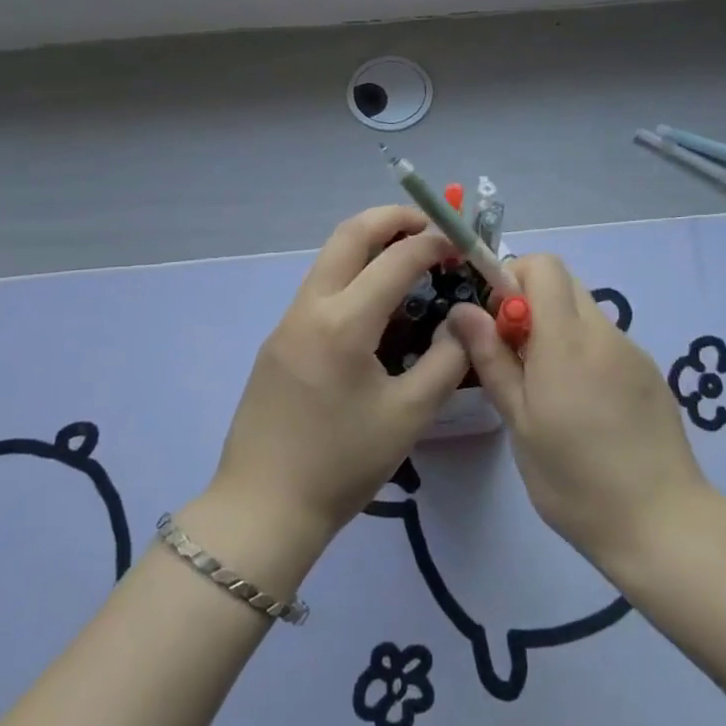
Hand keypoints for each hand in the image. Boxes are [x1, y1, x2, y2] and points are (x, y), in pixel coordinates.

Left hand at [206, 206, 470, 557]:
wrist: (263, 507)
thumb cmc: (342, 464)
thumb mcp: (409, 415)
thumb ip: (446, 360)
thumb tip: (463, 321)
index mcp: (344, 323)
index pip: (396, 259)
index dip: (434, 243)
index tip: (461, 244)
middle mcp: (310, 308)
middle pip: (349, 235)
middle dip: (392, 218)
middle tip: (430, 226)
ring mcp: (287, 322)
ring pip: (329, 258)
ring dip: (369, 244)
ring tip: (408, 260)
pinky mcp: (278, 340)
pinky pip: (319, 288)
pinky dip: (351, 275)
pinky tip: (376, 305)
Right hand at [449, 254, 710, 573]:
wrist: (662, 523)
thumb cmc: (575, 479)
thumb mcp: (520, 422)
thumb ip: (492, 359)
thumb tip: (463, 310)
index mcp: (568, 339)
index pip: (544, 266)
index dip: (513, 278)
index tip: (497, 323)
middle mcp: (605, 333)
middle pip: (565, 284)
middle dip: (531, 303)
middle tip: (516, 357)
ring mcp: (633, 351)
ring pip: (585, 313)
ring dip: (558, 330)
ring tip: (549, 390)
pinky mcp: (650, 373)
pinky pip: (607, 341)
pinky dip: (584, 352)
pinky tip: (585, 408)